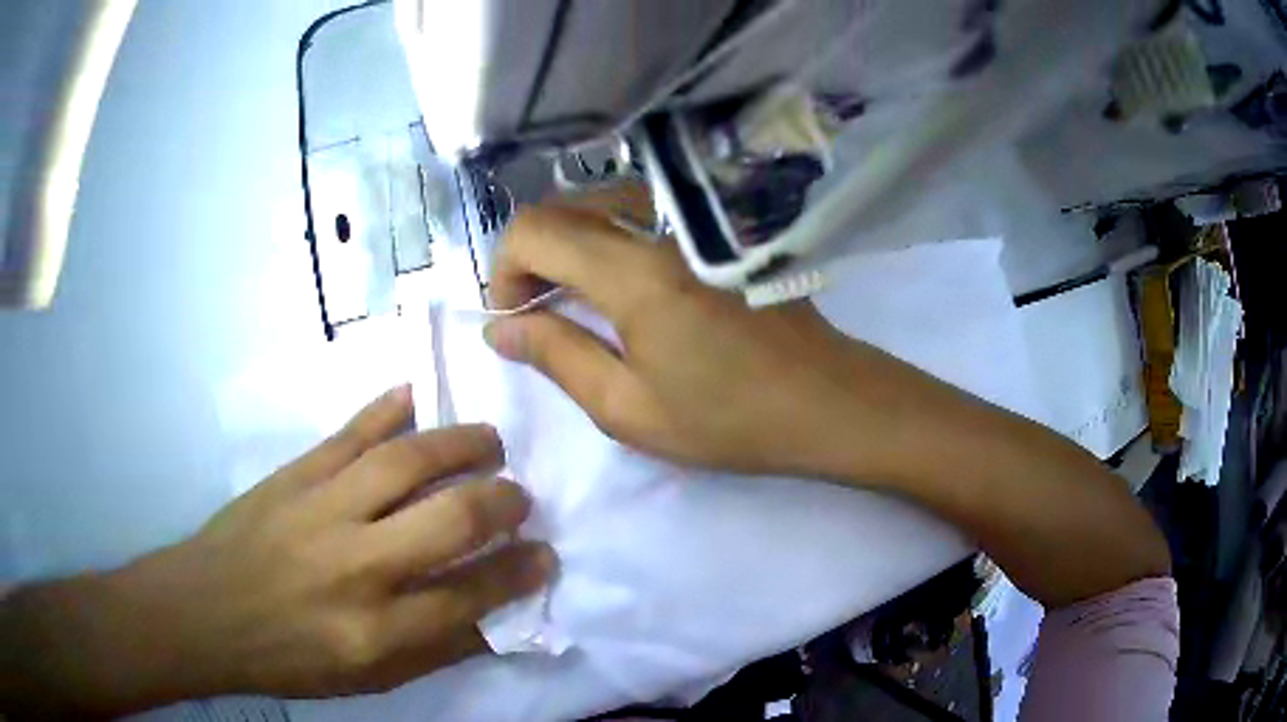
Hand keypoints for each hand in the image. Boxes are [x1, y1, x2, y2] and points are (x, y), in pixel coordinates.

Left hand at [0, 387, 555, 715]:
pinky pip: (353, 431)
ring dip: (461, 444)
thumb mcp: (368, 680)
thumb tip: (497, 615)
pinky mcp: (295, 472)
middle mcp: (356, 566)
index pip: (471, 598)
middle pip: (449, 520)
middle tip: (522, 496)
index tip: (547, 556)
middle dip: (502, 503)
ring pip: (407, 461)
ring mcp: (322, 508)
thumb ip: (435, 649)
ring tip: (490, 441)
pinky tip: (419, 394)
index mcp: (375, 632)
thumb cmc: (290, 658)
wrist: (206, 612)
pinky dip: (391, 407)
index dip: (519, 573)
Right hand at [484, 206, 1170, 610]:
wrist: (829, 403)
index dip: (505, 267)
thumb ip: (556, 357)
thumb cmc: (732, 420)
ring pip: (604, 202)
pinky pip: (642, 211)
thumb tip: (501, 327)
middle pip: (565, 207)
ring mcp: (694, 224)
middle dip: (532, 254)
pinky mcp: (717, 231)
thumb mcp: (628, 410)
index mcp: (634, 272)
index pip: (534, 228)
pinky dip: (608, 236)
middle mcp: (661, 227)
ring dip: (571, 242)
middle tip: (537, 311)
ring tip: (574, 297)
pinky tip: (620, 282)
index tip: (514, 316)